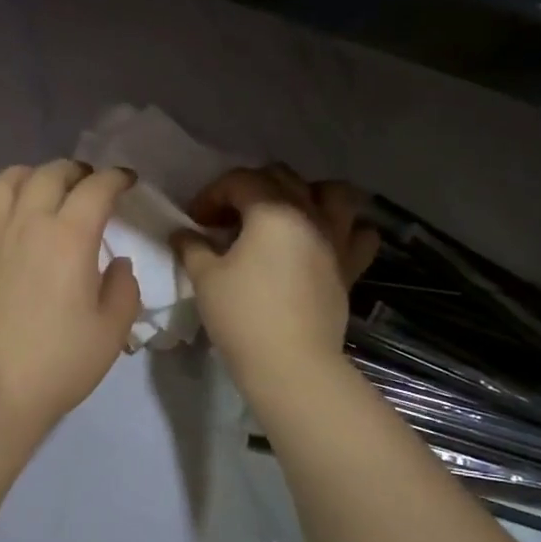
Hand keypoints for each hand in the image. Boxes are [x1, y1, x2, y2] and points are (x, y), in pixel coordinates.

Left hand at [0, 160, 141, 436]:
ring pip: (3, 183)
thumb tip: (117, 263)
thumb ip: (124, 288)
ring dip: (28, 176)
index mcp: (69, 237)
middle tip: (88, 182)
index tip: (127, 181)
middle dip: (74, 170)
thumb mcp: (112, 329)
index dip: (115, 178)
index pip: (96, 189)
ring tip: (41, 189)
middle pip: (48, 174)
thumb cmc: (61, 361)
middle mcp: (26, 224)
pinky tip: (0, 224)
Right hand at [175, 165, 378, 384]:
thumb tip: (181, 233)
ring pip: (333, 193)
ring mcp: (336, 239)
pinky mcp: (350, 266)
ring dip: (307, 193)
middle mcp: (309, 214)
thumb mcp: (205, 278)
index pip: (239, 181)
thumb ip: (192, 247)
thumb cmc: (243, 316)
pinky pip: (359, 234)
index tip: (195, 221)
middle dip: (250, 188)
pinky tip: (324, 241)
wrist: (291, 364)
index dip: (211, 194)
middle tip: (228, 218)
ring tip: (286, 214)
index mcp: (272, 210)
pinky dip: (345, 229)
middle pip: (282, 177)